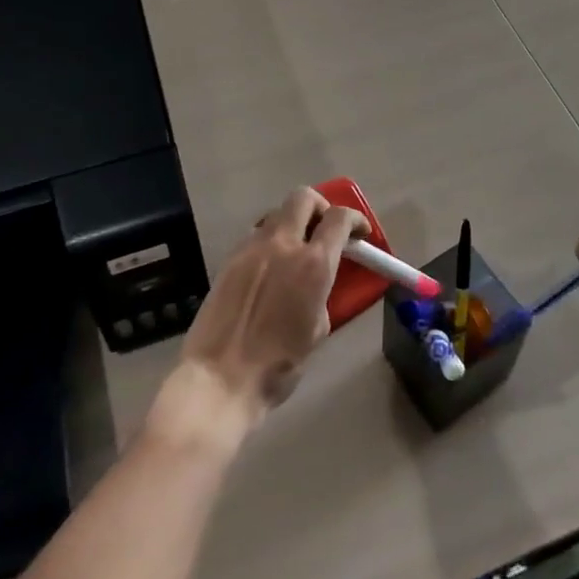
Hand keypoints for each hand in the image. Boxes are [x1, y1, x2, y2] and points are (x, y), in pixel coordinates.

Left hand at [151, 188, 366, 447]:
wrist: (218, 380)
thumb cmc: (277, 366)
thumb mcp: (317, 331)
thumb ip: (322, 294)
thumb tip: (317, 282)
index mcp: (312, 264)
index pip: (339, 219)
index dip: (355, 219)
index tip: (360, 232)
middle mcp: (282, 244)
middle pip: (304, 198)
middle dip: (320, 207)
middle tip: (326, 228)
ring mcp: (251, 248)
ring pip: (276, 213)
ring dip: (292, 223)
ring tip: (296, 249)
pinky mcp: (229, 259)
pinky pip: (255, 235)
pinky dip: (270, 241)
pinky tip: (270, 268)